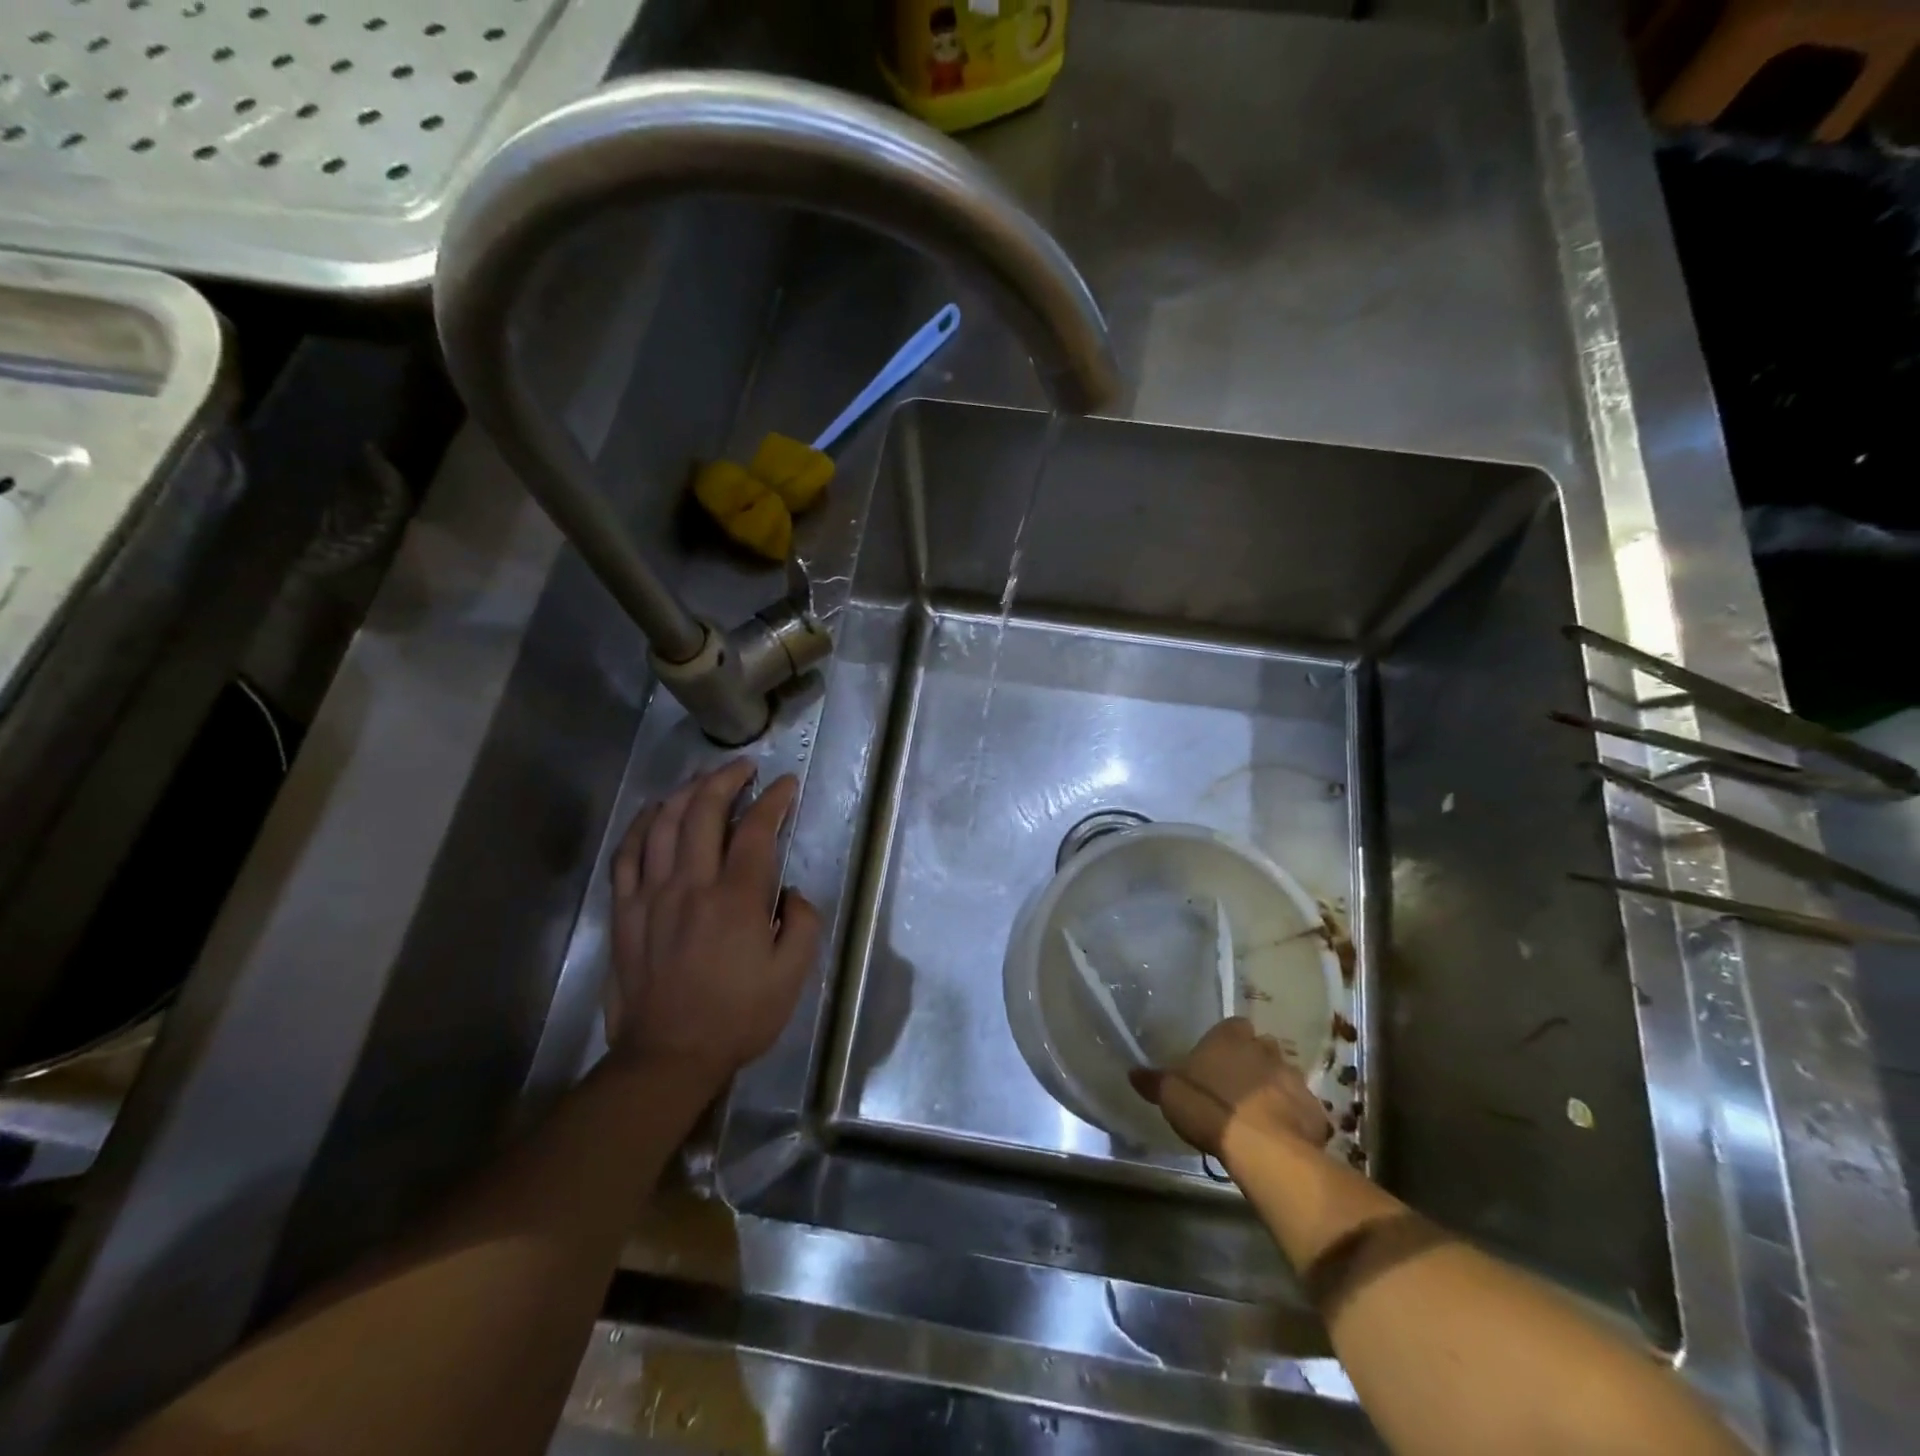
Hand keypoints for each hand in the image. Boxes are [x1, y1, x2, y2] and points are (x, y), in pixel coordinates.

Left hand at [605, 761, 821, 1084]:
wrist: (668, 1056)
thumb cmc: (738, 1017)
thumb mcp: (792, 975)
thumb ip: (803, 922)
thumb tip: (790, 891)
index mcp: (736, 899)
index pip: (756, 830)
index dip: (774, 800)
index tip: (786, 784)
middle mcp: (691, 885)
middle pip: (704, 811)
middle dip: (727, 779)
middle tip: (745, 767)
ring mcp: (651, 895)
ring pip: (664, 823)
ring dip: (686, 791)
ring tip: (705, 779)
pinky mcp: (624, 911)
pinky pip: (627, 854)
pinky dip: (642, 824)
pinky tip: (655, 811)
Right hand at [1129, 1018, 1330, 1163]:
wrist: (1262, 1148)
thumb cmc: (1209, 1109)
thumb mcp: (1170, 1095)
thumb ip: (1154, 1081)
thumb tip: (1132, 1071)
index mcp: (1230, 1038)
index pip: (1232, 1026)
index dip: (1227, 1041)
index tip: (1218, 1059)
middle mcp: (1264, 1049)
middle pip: (1261, 1048)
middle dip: (1254, 1062)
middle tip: (1238, 1086)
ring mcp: (1294, 1078)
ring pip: (1284, 1076)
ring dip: (1275, 1089)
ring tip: (1260, 1113)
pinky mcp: (1315, 1109)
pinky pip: (1303, 1108)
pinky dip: (1295, 1117)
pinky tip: (1282, 1135)